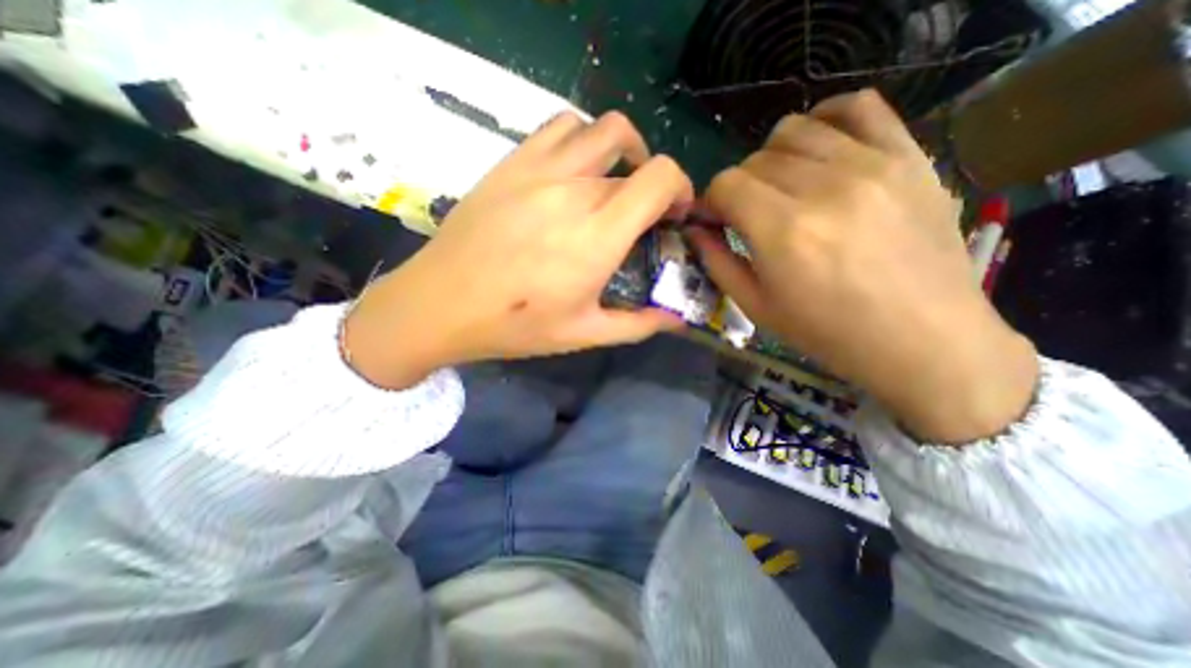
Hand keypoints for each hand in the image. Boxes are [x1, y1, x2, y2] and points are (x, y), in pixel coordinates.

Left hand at [341, 112, 690, 389]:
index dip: (680, 188)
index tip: (674, 214)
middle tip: (643, 214)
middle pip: (636, 161)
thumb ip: (637, 325)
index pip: (661, 176)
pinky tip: (575, 171)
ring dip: (623, 151)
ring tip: (615, 182)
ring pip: (602, 129)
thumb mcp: (584, 335)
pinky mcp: (512, 162)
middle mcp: (574, 191)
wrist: (440, 304)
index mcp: (598, 235)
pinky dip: (583, 139)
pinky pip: (560, 126)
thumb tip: (675, 320)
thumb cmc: (515, 325)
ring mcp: (540, 169)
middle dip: (653, 185)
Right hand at [686, 88, 1037, 442]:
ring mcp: (871, 165)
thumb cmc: (828, 332)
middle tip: (749, 214)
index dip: (712, 201)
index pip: (726, 184)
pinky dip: (828, 117)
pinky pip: (860, 106)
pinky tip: (820, 146)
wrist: (923, 339)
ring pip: (796, 129)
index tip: (717, 220)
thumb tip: (696, 230)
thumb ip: (717, 263)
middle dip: (740, 186)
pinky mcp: (908, 156)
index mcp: (782, 231)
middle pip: (756, 159)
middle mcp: (822, 187)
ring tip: (782, 186)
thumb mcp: (757, 307)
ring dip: (773, 156)